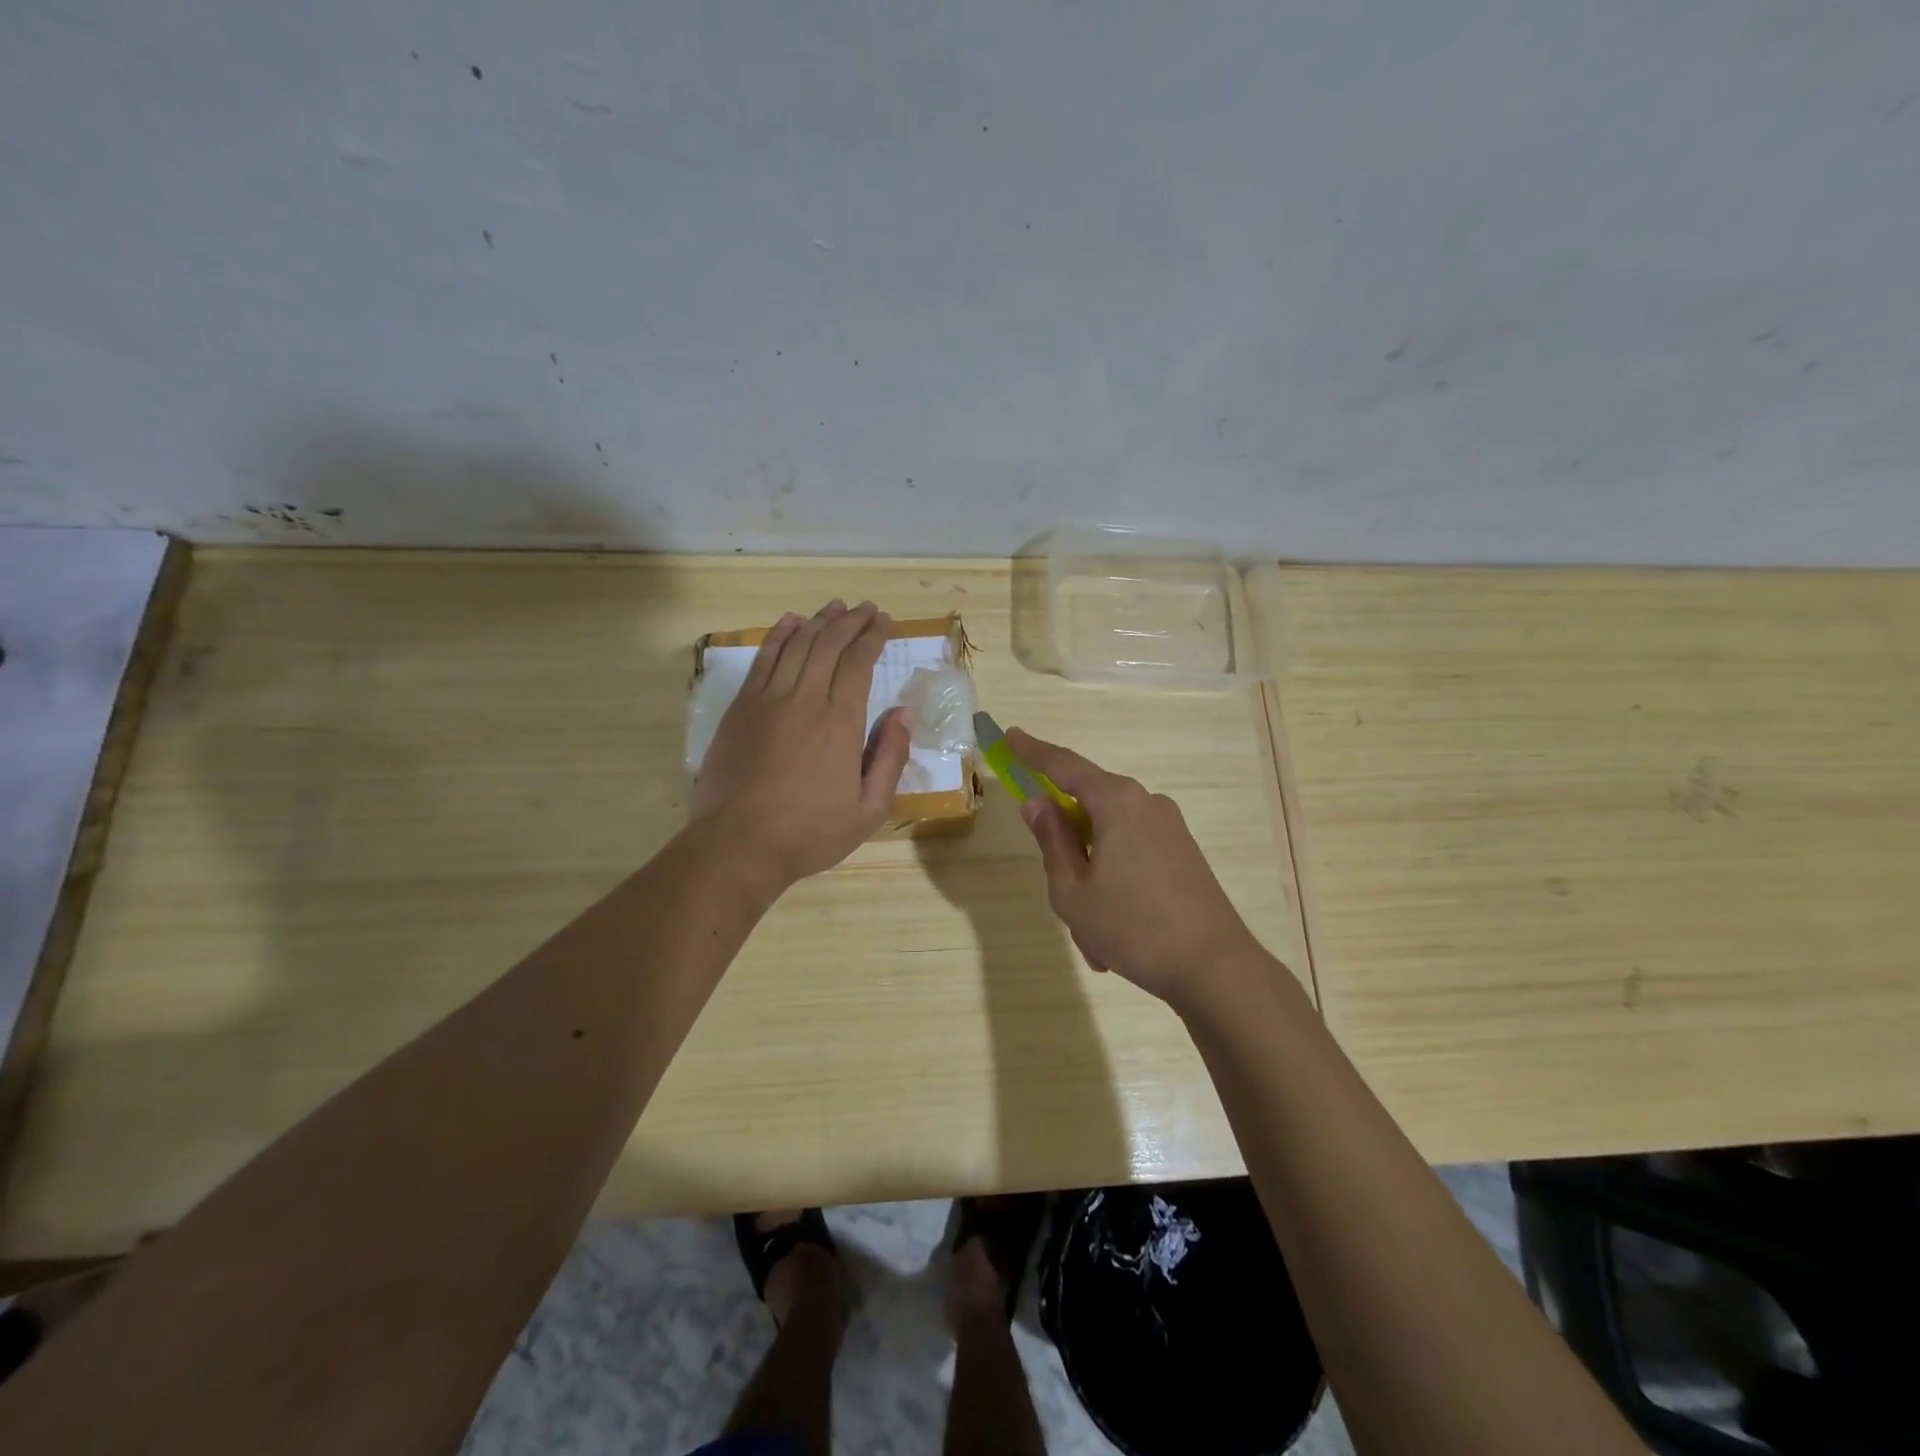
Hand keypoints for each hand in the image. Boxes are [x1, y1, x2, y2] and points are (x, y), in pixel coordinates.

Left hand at [691, 600, 911, 892]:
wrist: (737, 845)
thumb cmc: (809, 833)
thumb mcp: (868, 809)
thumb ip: (890, 757)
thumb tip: (903, 712)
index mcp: (841, 722)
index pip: (859, 663)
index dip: (873, 637)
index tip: (885, 621)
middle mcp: (805, 699)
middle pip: (829, 644)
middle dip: (851, 621)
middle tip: (867, 608)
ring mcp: (768, 700)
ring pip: (797, 645)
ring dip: (818, 621)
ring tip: (835, 607)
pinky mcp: (741, 708)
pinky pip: (763, 659)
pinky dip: (779, 635)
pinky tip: (791, 622)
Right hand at [1009, 727, 1264, 1012]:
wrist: (1215, 968)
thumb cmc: (1132, 927)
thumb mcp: (1073, 890)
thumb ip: (1052, 840)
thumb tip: (1038, 803)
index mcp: (1117, 802)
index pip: (1065, 766)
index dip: (1033, 752)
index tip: (1011, 736)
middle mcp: (1146, 803)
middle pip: (1089, 807)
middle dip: (1068, 849)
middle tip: (1061, 894)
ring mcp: (1170, 828)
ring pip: (1109, 841)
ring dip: (1091, 879)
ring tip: (1093, 938)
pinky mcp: (1183, 853)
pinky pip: (1132, 857)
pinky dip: (1115, 887)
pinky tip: (1115, 937)